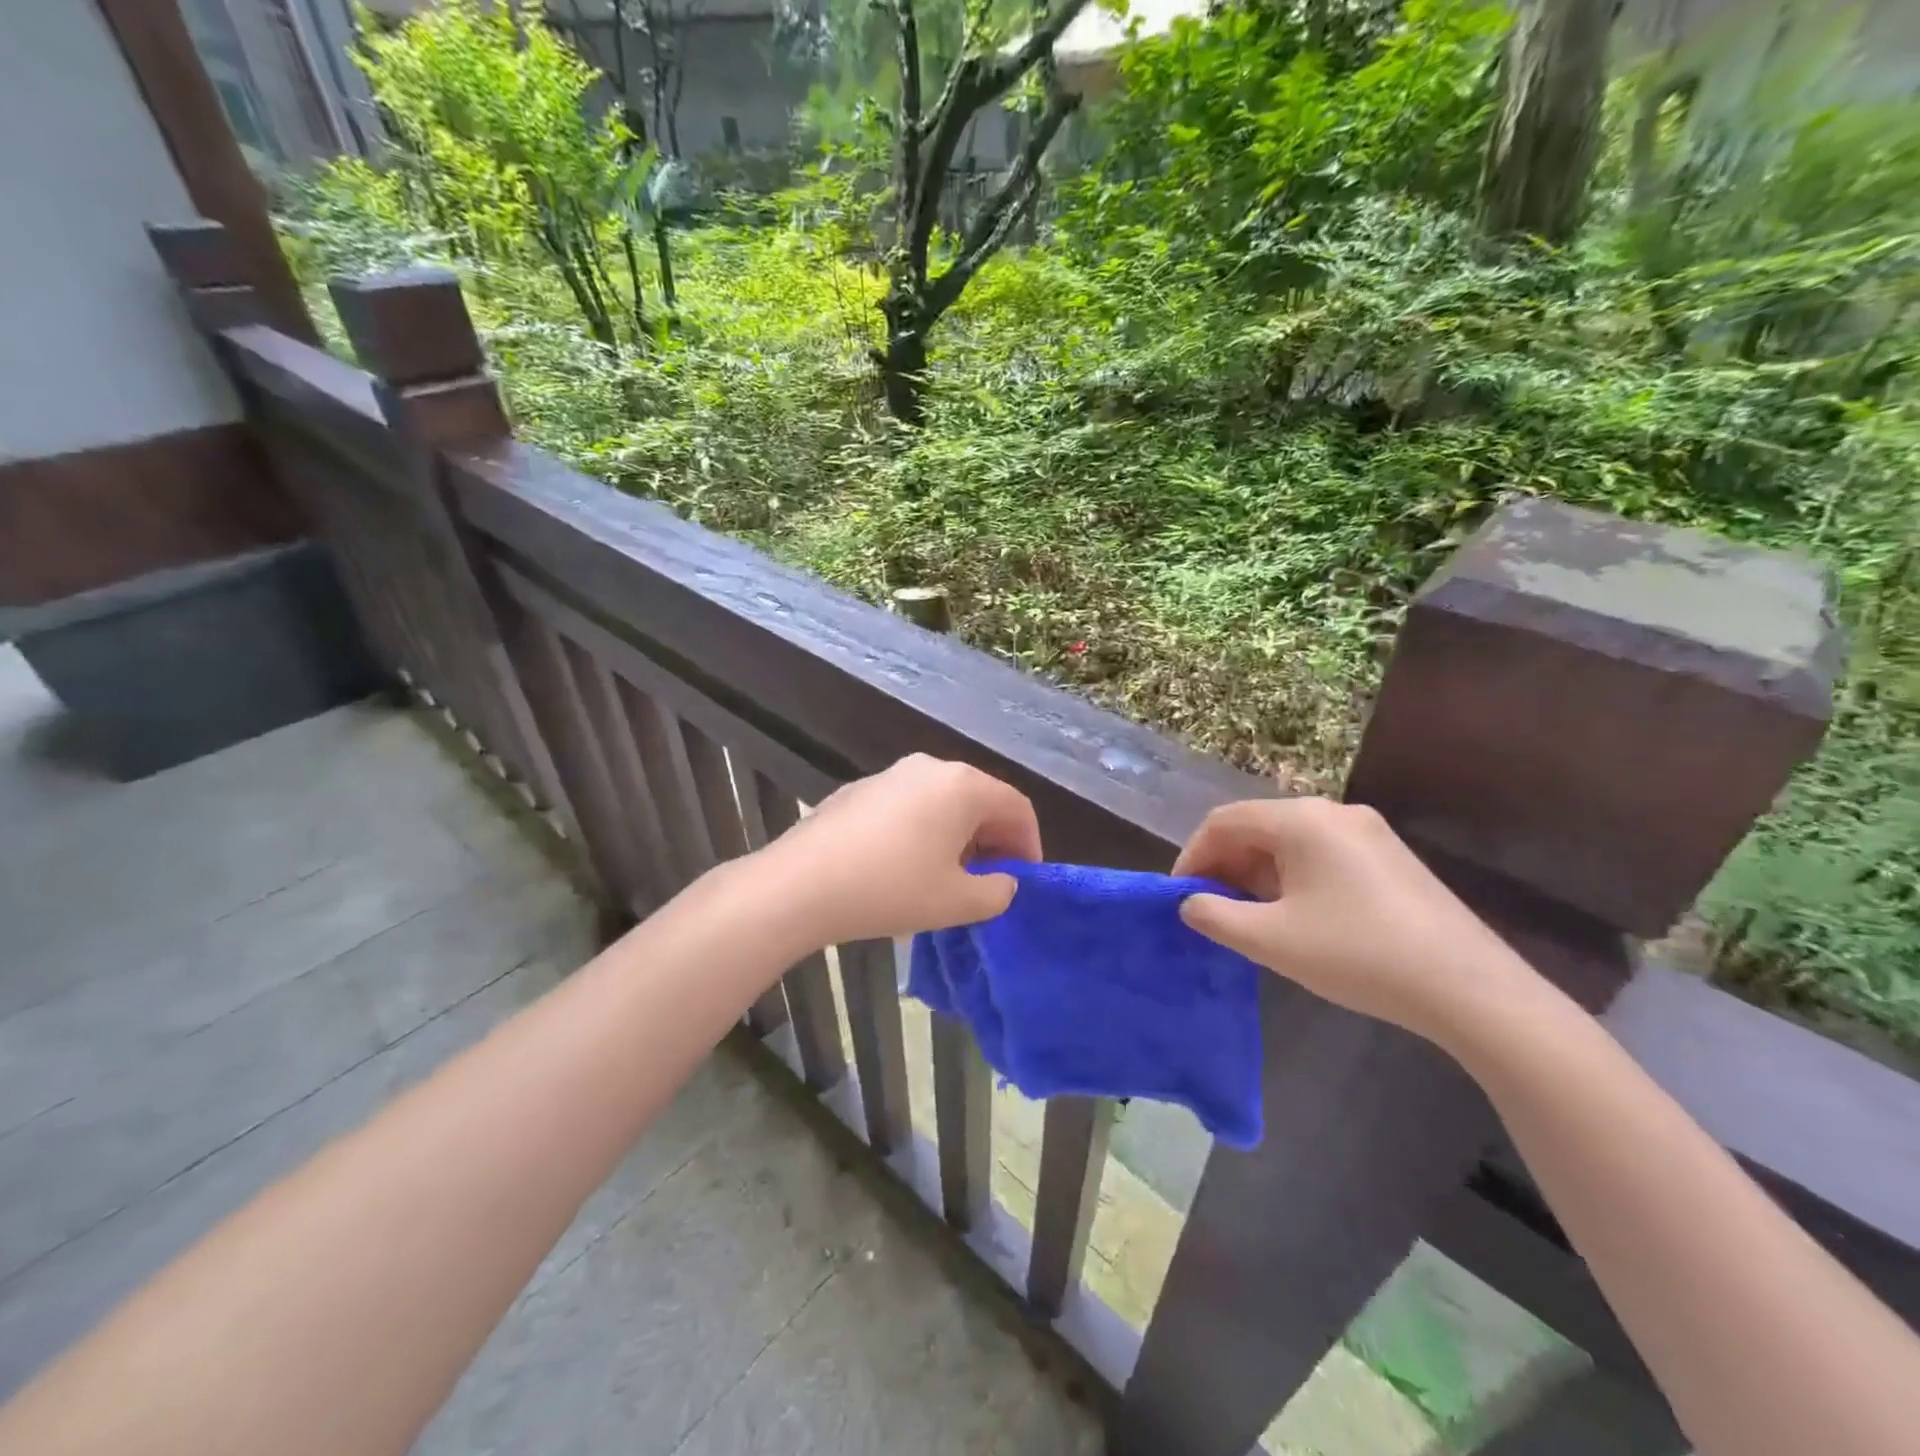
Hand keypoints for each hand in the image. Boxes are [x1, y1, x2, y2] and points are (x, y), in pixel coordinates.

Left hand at [757, 754, 1041, 946]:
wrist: (801, 884)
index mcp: (962, 786)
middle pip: (979, 799)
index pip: (1015, 806)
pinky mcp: (860, 790)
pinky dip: (923, 831)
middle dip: (993, 840)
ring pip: (942, 802)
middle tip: (990, 881)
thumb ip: (997, 893)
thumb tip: (1003, 883)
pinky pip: (908, 806)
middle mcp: (930, 768)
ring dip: (957, 836)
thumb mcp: (956, 902)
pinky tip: (905, 867)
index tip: (1024, 880)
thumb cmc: (891, 889)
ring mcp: (891, 774)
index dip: (1029, 844)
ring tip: (949, 877)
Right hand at [1173, 797, 1538, 1046]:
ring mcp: (1367, 833)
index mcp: (1301, 820)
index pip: (1224, 821)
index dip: (1193, 856)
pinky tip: (1294, 916)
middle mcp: (1333, 813)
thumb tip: (1190, 903)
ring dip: (1257, 873)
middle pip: (1257, 827)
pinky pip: (1321, 854)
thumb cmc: (1357, 955)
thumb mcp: (1271, 940)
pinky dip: (1292, 877)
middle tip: (1210, 909)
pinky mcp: (1389, 857)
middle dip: (1225, 865)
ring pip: (1290, 842)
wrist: (1469, 988)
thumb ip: (1215, 917)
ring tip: (1247, 917)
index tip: (1179, 896)